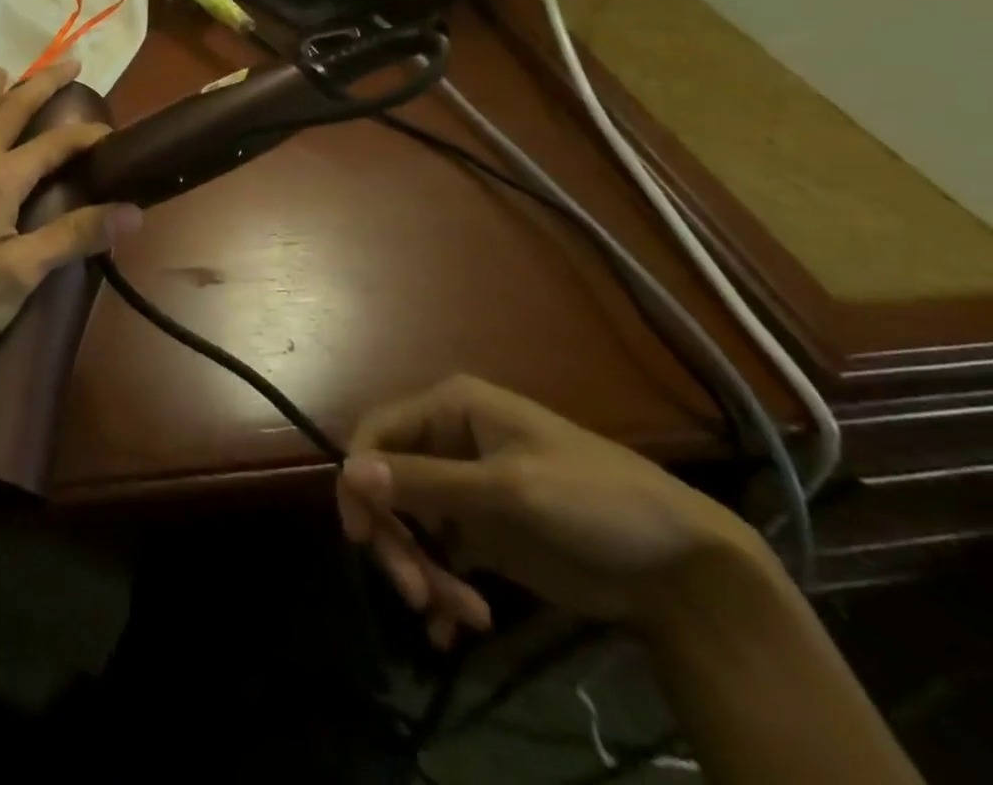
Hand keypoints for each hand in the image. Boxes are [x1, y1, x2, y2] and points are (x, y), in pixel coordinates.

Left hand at [0, 58, 142, 379]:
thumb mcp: (20, 273)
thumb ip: (73, 237)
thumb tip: (132, 211)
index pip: (55, 143)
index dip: (89, 135)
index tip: (119, 135)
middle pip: (11, 108)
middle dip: (42, 82)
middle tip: (71, 61)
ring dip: (0, 91)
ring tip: (8, 71)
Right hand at [337, 376, 761, 647]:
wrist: (685, 571)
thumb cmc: (597, 501)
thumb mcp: (509, 490)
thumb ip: (427, 482)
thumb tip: (347, 473)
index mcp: (449, 408)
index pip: (376, 432)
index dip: (358, 477)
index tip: (360, 534)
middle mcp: (446, 441)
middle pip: (387, 483)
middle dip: (397, 539)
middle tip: (417, 594)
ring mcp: (462, 488)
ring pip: (409, 523)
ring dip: (424, 570)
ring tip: (461, 615)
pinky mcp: (480, 532)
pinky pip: (436, 553)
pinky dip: (440, 587)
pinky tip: (457, 625)